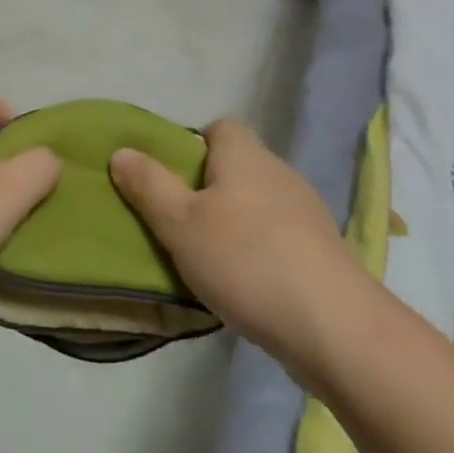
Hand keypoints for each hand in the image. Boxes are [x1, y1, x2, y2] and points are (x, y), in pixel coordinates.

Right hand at [110, 118, 354, 369]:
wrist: (332, 325)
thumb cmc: (244, 260)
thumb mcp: (180, 222)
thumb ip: (148, 185)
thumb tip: (122, 151)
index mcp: (245, 155)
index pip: (219, 127)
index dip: (192, 146)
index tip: (170, 180)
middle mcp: (279, 173)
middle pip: (236, 166)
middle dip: (206, 190)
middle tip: (177, 223)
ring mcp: (306, 212)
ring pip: (256, 204)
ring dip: (232, 223)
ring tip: (206, 259)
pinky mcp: (320, 250)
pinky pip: (277, 236)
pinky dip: (257, 250)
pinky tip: (243, 284)